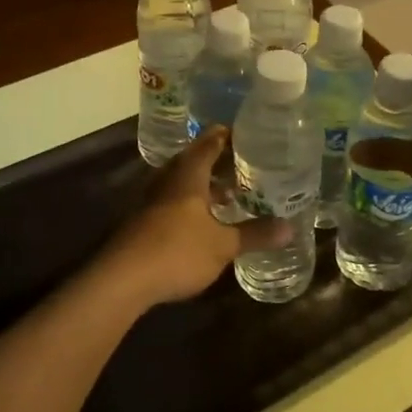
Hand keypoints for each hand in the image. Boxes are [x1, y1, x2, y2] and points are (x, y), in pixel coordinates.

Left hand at [94, 129, 288, 310]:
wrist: (123, 279)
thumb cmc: (177, 251)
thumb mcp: (222, 245)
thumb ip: (254, 235)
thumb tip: (288, 227)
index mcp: (187, 177)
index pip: (207, 146)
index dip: (223, 137)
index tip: (241, 132)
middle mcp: (167, 182)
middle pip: (191, 162)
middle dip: (214, 162)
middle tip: (238, 163)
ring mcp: (151, 202)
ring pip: (180, 184)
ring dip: (202, 186)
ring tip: (226, 193)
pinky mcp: (142, 223)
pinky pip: (171, 203)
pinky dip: (190, 205)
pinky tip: (202, 221)